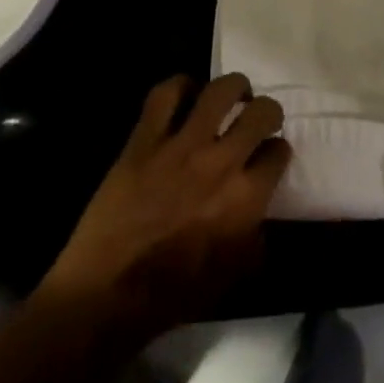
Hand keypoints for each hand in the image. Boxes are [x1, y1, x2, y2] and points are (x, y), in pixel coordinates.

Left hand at [44, 74, 290, 337]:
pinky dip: (181, 86)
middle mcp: (220, 163)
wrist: (105, 296)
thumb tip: (259, 211)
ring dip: (234, 87)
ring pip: (220, 90)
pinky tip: (187, 94)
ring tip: (232, 94)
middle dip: (268, 110)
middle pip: (261, 112)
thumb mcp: (233, 274)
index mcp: (245, 199)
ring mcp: (181, 146)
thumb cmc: (172, 295)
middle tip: (258, 117)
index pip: (278, 152)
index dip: (277, 151)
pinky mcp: (145, 139)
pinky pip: (166, 94)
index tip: (269, 155)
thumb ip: (255, 234)